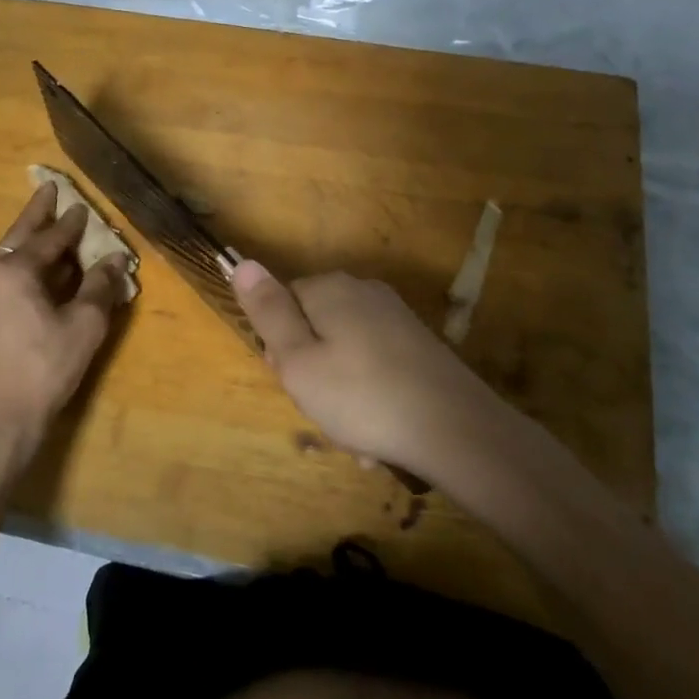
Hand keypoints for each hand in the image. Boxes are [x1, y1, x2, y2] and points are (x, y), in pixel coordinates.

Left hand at [0, 183, 129, 461]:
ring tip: (48, 226)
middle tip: (49, 189)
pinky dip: (23, 264)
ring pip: (8, 256)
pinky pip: (4, 276)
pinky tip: (39, 270)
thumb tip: (115, 261)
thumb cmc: (44, 368)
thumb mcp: (84, 325)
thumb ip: (100, 287)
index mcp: (13, 270)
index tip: (83, 206)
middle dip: (37, 214)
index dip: (70, 223)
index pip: (49, 238)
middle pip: (19, 236)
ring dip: (30, 240)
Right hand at [231, 263, 506, 486]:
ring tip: (354, 435)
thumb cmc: (362, 397)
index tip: (295, 382)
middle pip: (314, 329)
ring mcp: (395, 317)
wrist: (456, 429)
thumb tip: (242, 263)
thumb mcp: (299, 361)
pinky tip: (378, 434)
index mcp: (330, 289)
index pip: (283, 306)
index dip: (282, 349)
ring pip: (344, 354)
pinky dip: (369, 396)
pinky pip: (374, 367)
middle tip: (324, 410)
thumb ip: (268, 313)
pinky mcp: (418, 344)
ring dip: (341, 395)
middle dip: (312, 373)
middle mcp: (363, 291)